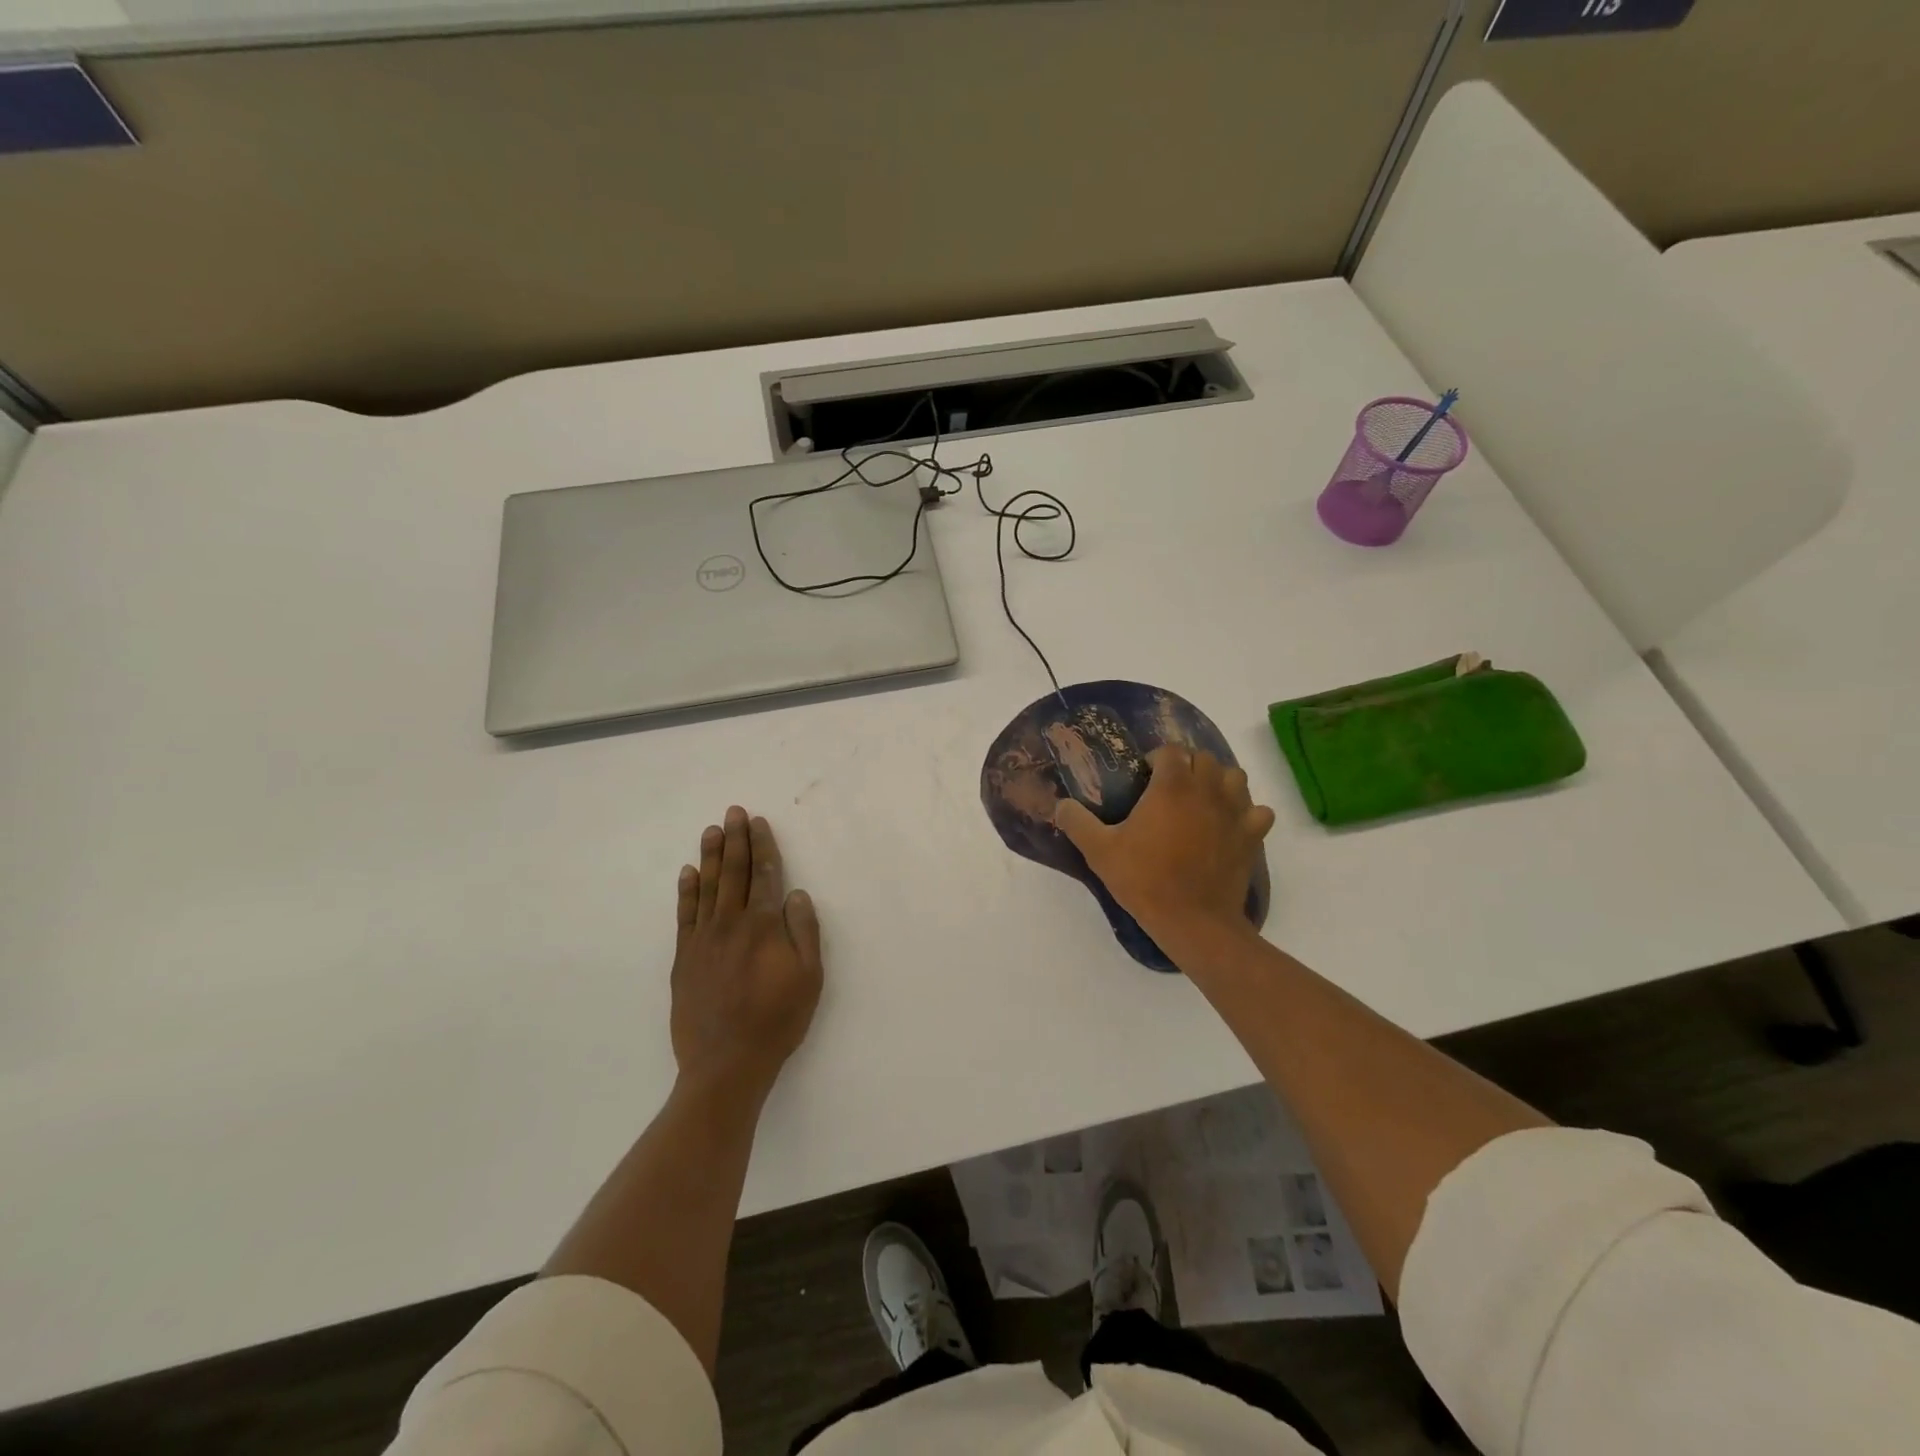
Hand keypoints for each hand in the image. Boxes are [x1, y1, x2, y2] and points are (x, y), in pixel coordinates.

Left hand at [671, 806, 823, 1098]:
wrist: (726, 1063)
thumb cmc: (776, 1020)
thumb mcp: (809, 977)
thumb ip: (804, 931)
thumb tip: (796, 894)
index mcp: (763, 925)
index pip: (765, 874)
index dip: (763, 846)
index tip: (759, 822)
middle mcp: (730, 923)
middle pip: (733, 872)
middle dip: (736, 840)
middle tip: (734, 812)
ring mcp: (703, 939)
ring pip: (707, 887)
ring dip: (710, 856)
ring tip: (712, 830)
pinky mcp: (684, 958)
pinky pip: (685, 915)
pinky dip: (686, 891)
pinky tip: (688, 873)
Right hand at [1053, 747, 1274, 942]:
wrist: (1193, 921)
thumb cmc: (1145, 880)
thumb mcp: (1100, 851)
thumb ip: (1077, 822)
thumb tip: (1060, 805)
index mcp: (1172, 786)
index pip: (1171, 750)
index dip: (1157, 758)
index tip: (1144, 775)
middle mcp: (1207, 790)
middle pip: (1204, 757)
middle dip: (1188, 765)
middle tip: (1170, 787)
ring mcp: (1235, 812)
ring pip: (1235, 777)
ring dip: (1220, 781)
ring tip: (1202, 799)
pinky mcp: (1252, 836)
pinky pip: (1259, 811)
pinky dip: (1248, 812)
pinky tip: (1231, 824)